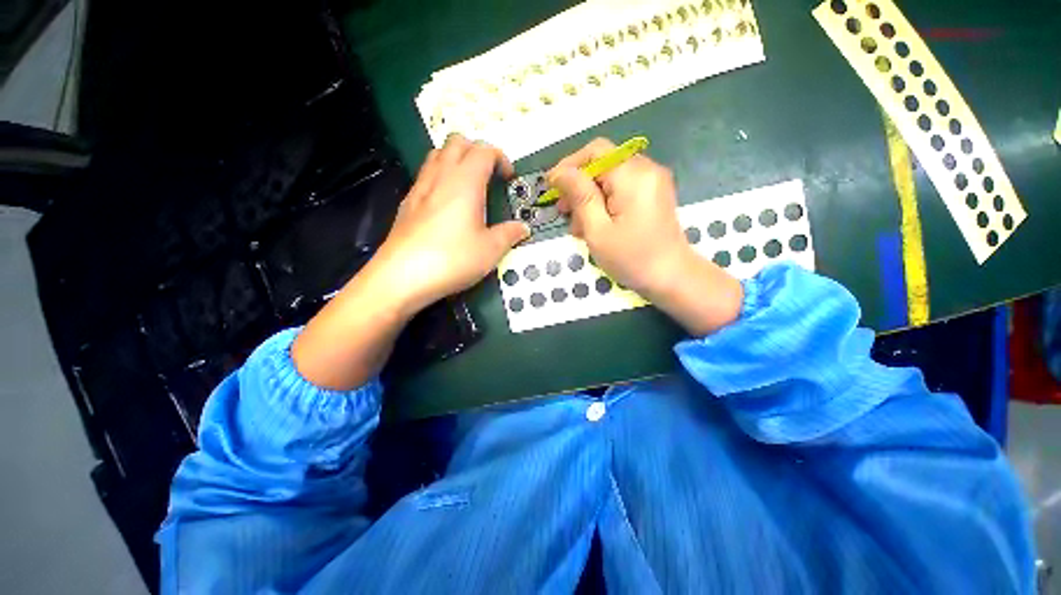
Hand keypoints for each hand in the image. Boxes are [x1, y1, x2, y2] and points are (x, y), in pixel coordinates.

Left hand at [372, 134, 529, 312]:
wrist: (402, 276)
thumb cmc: (451, 259)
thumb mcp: (490, 250)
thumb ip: (509, 235)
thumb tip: (522, 229)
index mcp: (465, 182)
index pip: (484, 150)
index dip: (500, 158)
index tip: (508, 177)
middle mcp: (440, 177)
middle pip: (457, 142)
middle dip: (477, 150)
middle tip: (489, 174)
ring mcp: (420, 188)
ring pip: (438, 155)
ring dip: (456, 160)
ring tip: (470, 185)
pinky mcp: (407, 204)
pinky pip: (426, 176)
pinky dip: (441, 178)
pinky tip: (447, 205)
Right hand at [548, 138, 687, 296]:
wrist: (671, 277)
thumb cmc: (632, 258)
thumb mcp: (598, 230)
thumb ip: (579, 196)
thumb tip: (560, 173)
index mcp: (632, 175)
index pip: (595, 152)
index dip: (568, 166)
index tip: (551, 188)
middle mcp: (646, 169)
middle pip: (602, 163)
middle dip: (578, 184)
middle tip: (563, 211)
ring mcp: (652, 180)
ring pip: (610, 177)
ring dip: (589, 196)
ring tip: (577, 225)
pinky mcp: (653, 193)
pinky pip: (621, 187)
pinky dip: (604, 201)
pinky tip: (595, 224)